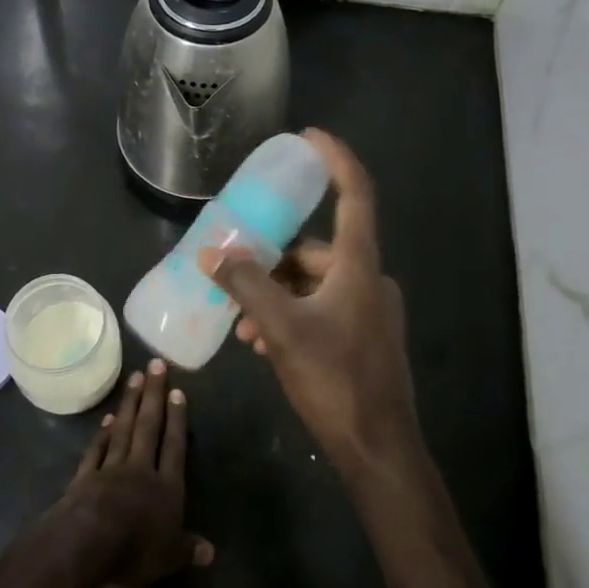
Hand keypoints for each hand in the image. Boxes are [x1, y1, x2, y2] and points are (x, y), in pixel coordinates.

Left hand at [55, 358, 214, 587]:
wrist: (86, 544)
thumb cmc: (135, 550)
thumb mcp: (170, 556)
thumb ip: (189, 549)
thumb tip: (212, 553)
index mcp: (167, 487)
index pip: (175, 446)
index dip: (177, 419)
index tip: (178, 391)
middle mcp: (141, 470)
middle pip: (149, 426)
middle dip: (154, 395)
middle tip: (156, 364)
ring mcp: (111, 469)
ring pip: (124, 429)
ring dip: (131, 403)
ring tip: (136, 377)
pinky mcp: (86, 476)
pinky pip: (97, 450)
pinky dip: (103, 434)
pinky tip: (107, 419)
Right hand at [198, 129, 423, 484]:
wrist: (378, 450)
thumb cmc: (335, 379)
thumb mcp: (281, 328)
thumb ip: (245, 285)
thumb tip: (210, 252)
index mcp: (358, 265)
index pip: (354, 193)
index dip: (334, 159)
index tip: (307, 137)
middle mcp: (368, 279)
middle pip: (315, 250)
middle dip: (271, 261)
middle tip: (232, 275)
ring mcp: (369, 311)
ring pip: (313, 285)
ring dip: (275, 296)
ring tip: (241, 324)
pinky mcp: (363, 338)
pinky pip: (321, 310)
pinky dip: (291, 316)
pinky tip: (262, 344)